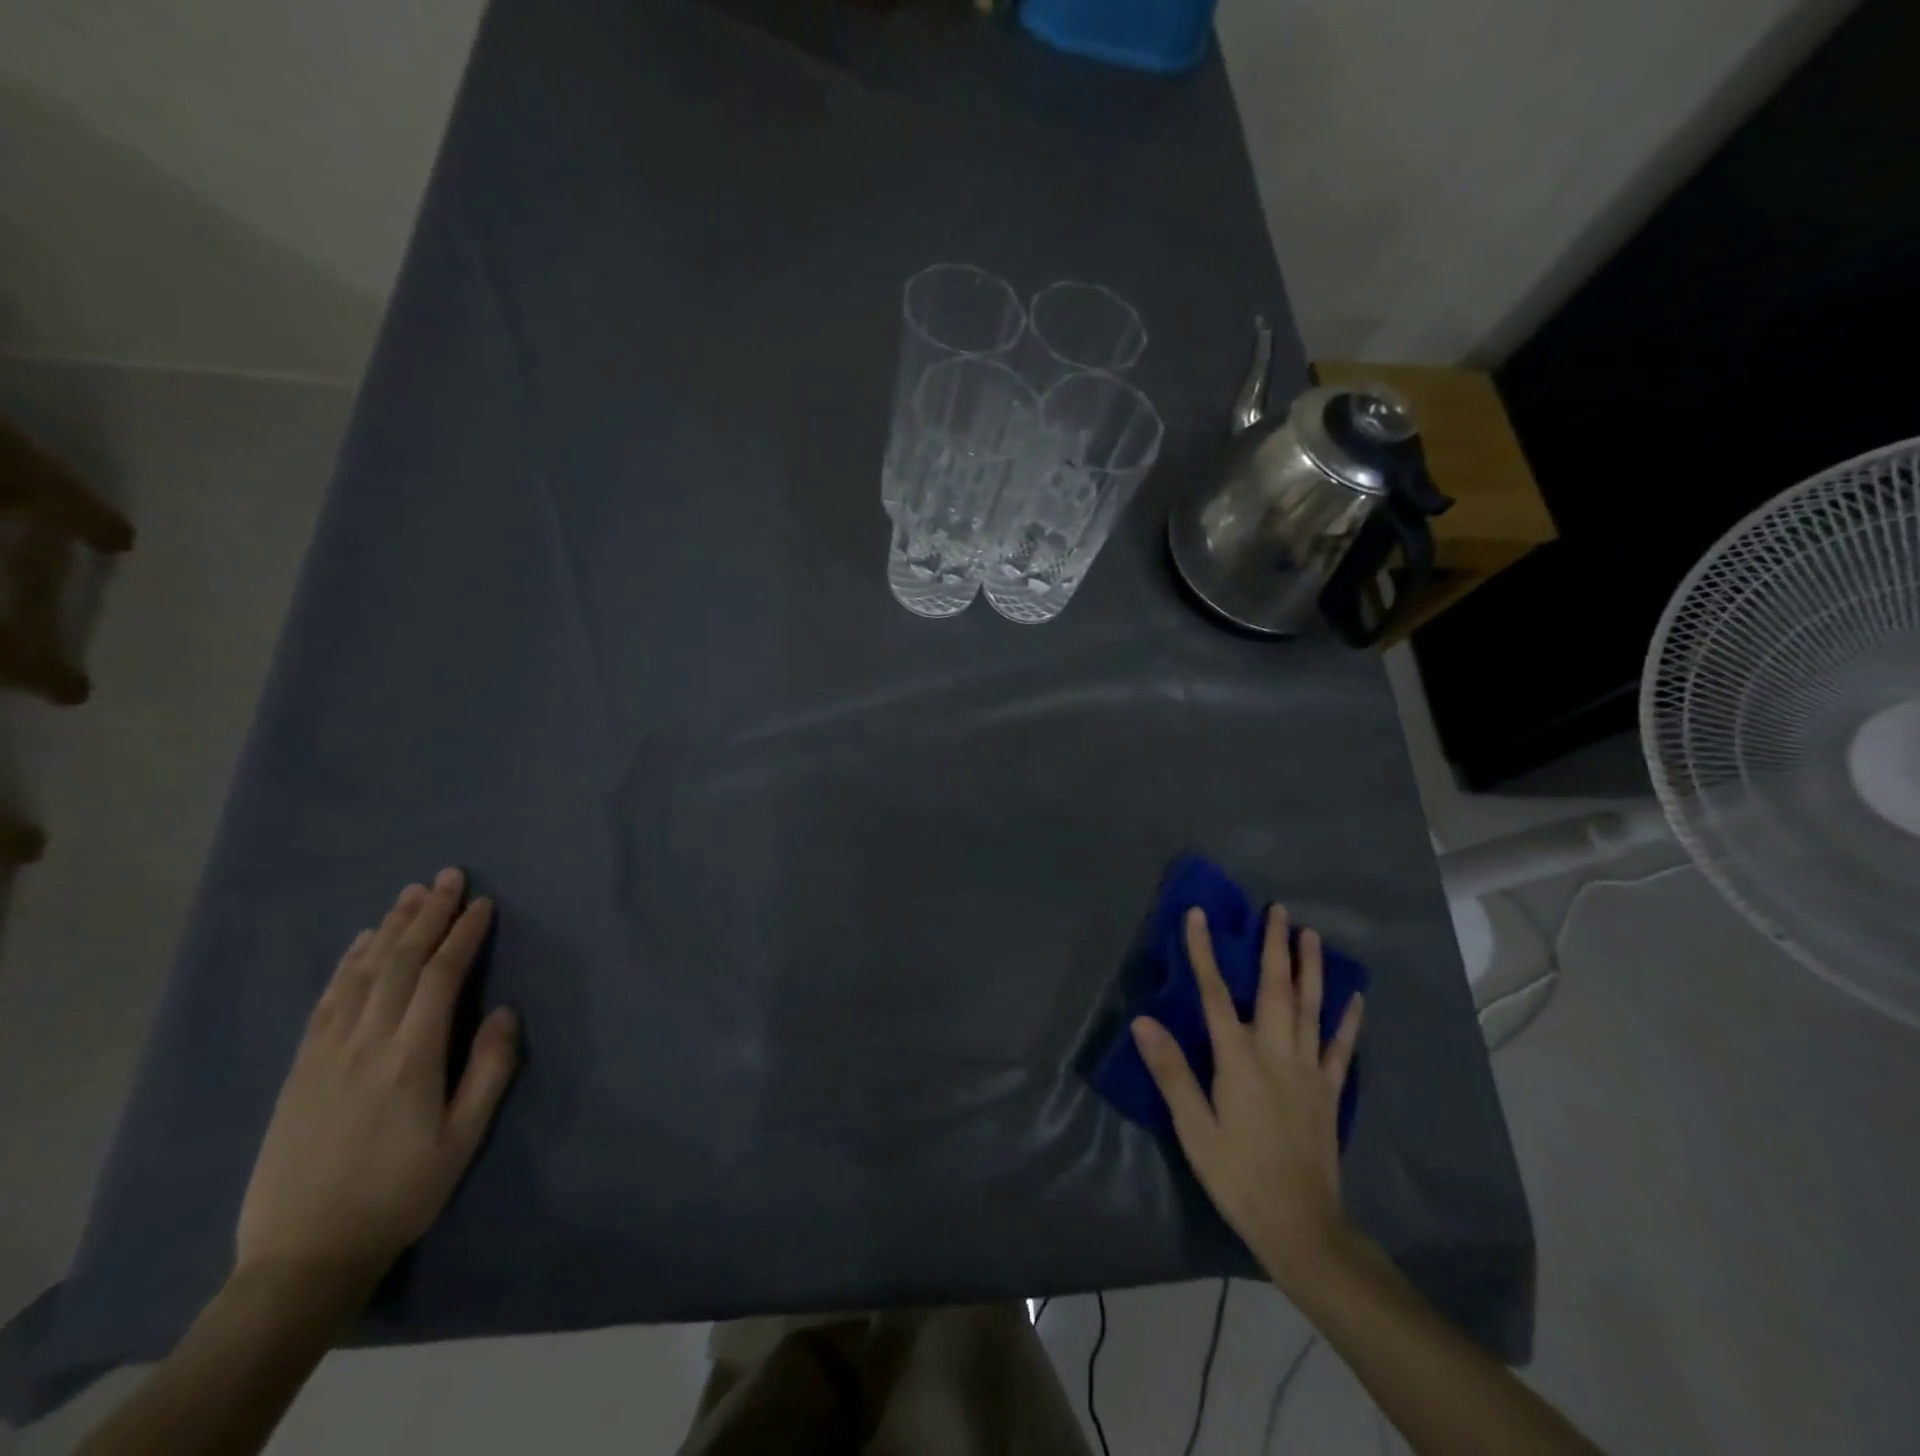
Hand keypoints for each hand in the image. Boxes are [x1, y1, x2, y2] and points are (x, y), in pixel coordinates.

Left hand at [235, 869, 519, 1292]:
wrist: (302, 1255)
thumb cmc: (399, 1195)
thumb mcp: (462, 1141)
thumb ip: (489, 1071)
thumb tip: (504, 1011)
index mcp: (410, 1059)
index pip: (440, 977)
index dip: (463, 935)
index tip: (483, 903)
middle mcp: (365, 1043)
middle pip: (398, 962)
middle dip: (428, 915)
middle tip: (449, 876)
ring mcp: (325, 1053)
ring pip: (361, 973)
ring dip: (389, 927)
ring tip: (412, 893)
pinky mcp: (300, 1068)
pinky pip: (326, 1000)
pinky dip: (347, 962)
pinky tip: (363, 941)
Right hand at [1132, 906, 1362, 1293]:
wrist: (1301, 1226)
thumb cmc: (1237, 1175)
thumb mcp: (1194, 1128)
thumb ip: (1171, 1071)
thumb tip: (1144, 1021)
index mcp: (1238, 1059)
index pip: (1215, 994)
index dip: (1205, 952)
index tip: (1199, 915)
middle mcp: (1276, 1053)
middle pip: (1274, 989)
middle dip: (1274, 946)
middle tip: (1278, 910)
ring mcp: (1308, 1071)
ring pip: (1310, 1008)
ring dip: (1310, 968)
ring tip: (1310, 935)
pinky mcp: (1329, 1091)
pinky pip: (1340, 1047)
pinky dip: (1348, 1019)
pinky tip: (1354, 997)